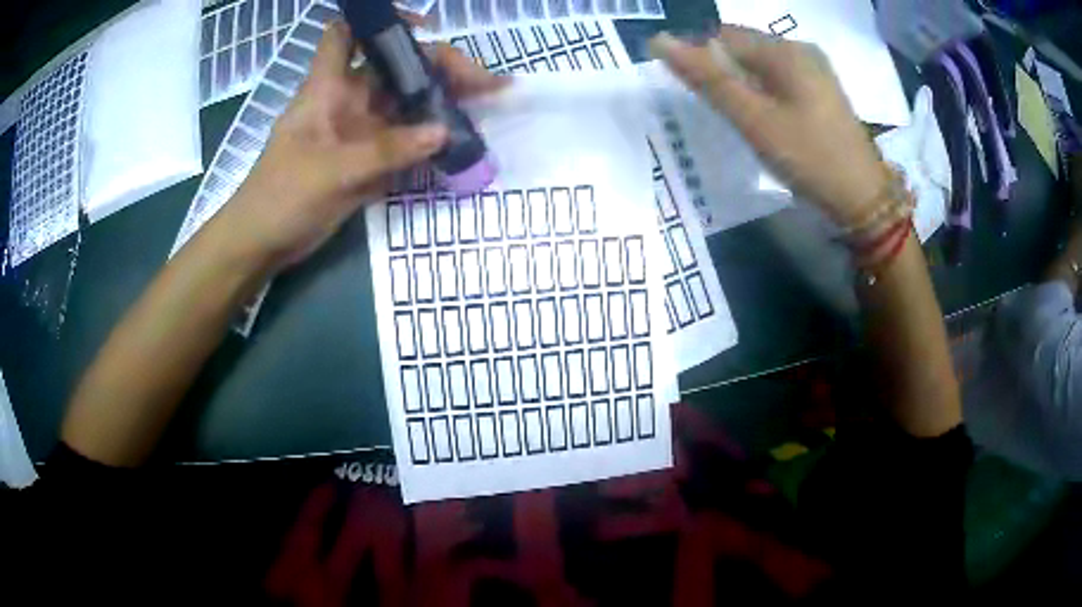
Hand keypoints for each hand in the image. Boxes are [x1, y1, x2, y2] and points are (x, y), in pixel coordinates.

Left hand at [221, 21, 506, 268]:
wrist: (261, 243)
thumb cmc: (281, 197)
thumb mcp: (331, 172)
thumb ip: (386, 151)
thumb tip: (444, 131)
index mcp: (328, 87)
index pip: (348, 35)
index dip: (381, 22)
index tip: (423, 28)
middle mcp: (348, 101)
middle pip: (396, 69)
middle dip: (438, 67)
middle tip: (484, 84)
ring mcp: (359, 131)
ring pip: (405, 104)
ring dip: (442, 104)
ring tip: (486, 107)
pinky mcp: (367, 159)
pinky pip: (405, 141)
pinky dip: (431, 140)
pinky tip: (461, 142)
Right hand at [650, 28, 886, 225]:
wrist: (863, 197)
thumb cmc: (809, 156)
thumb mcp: (754, 120)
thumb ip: (708, 80)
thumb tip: (660, 41)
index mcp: (784, 50)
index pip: (723, 36)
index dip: (700, 59)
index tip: (695, 95)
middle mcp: (800, 50)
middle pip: (743, 47)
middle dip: (722, 72)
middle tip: (718, 110)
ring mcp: (815, 69)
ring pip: (760, 64)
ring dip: (741, 83)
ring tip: (739, 117)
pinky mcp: (821, 90)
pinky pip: (779, 78)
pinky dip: (762, 92)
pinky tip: (764, 118)